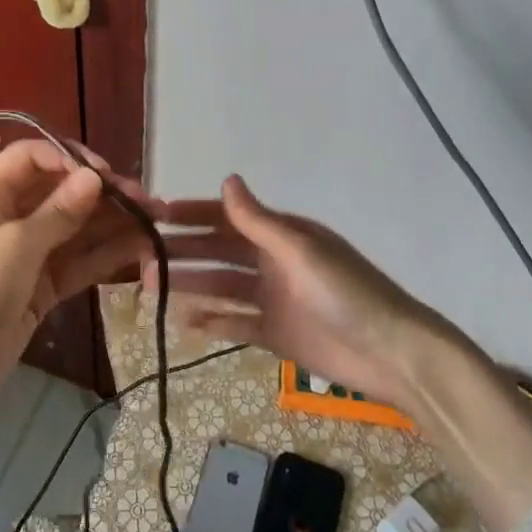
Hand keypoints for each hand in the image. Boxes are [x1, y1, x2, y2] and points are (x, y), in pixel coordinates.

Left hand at [0, 140, 157, 440]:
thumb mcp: (15, 246)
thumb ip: (59, 211)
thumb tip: (94, 177)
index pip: (31, 158)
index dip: (69, 159)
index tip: (106, 175)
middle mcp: (6, 218)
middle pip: (59, 192)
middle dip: (102, 194)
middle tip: (146, 201)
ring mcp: (25, 254)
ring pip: (74, 229)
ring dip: (112, 224)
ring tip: (155, 223)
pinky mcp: (39, 287)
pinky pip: (76, 262)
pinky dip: (104, 255)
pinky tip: (139, 249)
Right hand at [152, 175, 450, 410]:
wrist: (390, 353)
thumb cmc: (345, 293)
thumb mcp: (300, 251)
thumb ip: (258, 221)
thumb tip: (227, 178)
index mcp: (281, 235)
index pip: (229, 217)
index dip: (193, 214)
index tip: (156, 215)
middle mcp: (273, 261)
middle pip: (219, 252)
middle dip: (184, 252)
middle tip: (141, 258)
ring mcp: (273, 298)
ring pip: (221, 286)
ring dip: (190, 284)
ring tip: (150, 288)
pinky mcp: (275, 333)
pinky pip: (234, 322)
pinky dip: (210, 320)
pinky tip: (182, 322)